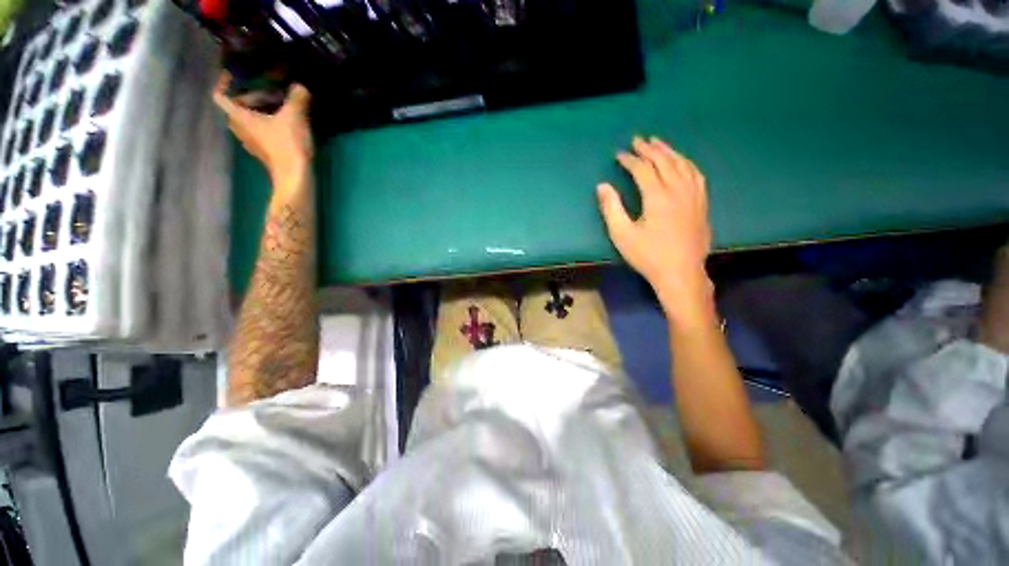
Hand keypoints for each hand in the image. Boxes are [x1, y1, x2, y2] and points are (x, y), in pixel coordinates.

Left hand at [213, 73, 312, 183]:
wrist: (295, 176)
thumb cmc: (287, 144)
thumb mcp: (294, 117)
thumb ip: (296, 98)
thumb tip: (299, 86)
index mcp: (239, 117)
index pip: (220, 95)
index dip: (224, 82)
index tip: (234, 74)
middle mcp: (239, 129)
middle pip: (236, 107)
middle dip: (250, 97)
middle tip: (269, 91)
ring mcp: (252, 142)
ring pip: (249, 120)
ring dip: (260, 111)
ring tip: (279, 107)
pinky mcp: (264, 152)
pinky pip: (260, 131)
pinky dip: (268, 123)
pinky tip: (286, 124)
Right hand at [597, 136, 714, 324]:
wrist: (681, 273)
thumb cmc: (648, 255)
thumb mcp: (622, 234)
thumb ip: (611, 208)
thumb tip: (602, 186)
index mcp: (658, 196)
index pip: (643, 169)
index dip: (630, 160)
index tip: (619, 154)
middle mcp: (678, 189)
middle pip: (664, 161)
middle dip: (649, 149)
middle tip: (638, 140)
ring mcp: (694, 195)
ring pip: (682, 164)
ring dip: (669, 151)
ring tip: (658, 143)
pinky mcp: (702, 203)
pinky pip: (696, 174)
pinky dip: (686, 163)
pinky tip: (681, 162)